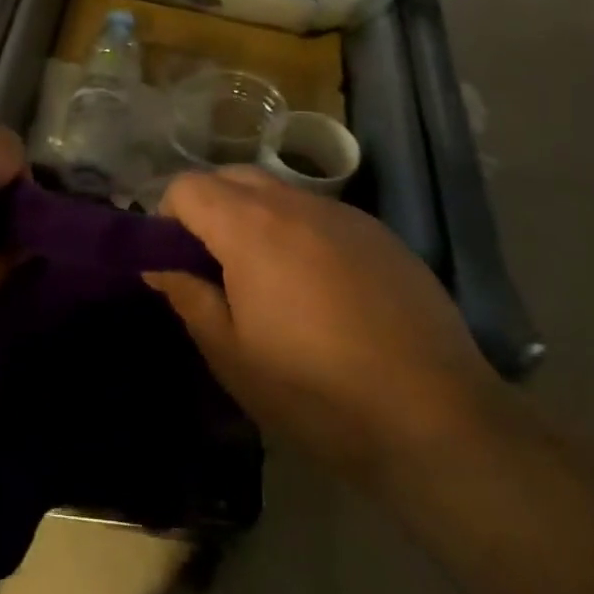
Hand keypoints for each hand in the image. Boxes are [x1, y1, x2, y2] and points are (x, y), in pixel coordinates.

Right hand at [145, 168, 499, 482]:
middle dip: (210, 209)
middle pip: (232, 176)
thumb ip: (187, 297)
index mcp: (250, 227)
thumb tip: (158, 265)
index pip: (187, 186)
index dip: (168, 218)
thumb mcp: (232, 355)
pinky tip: (322, 290)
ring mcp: (344, 215)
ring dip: (256, 219)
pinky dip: (301, 233)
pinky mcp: (381, 234)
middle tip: (216, 269)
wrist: (435, 417)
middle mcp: (296, 204)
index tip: (177, 262)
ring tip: (270, 282)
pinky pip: (321, 215)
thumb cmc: (314, 390)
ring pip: (279, 193)